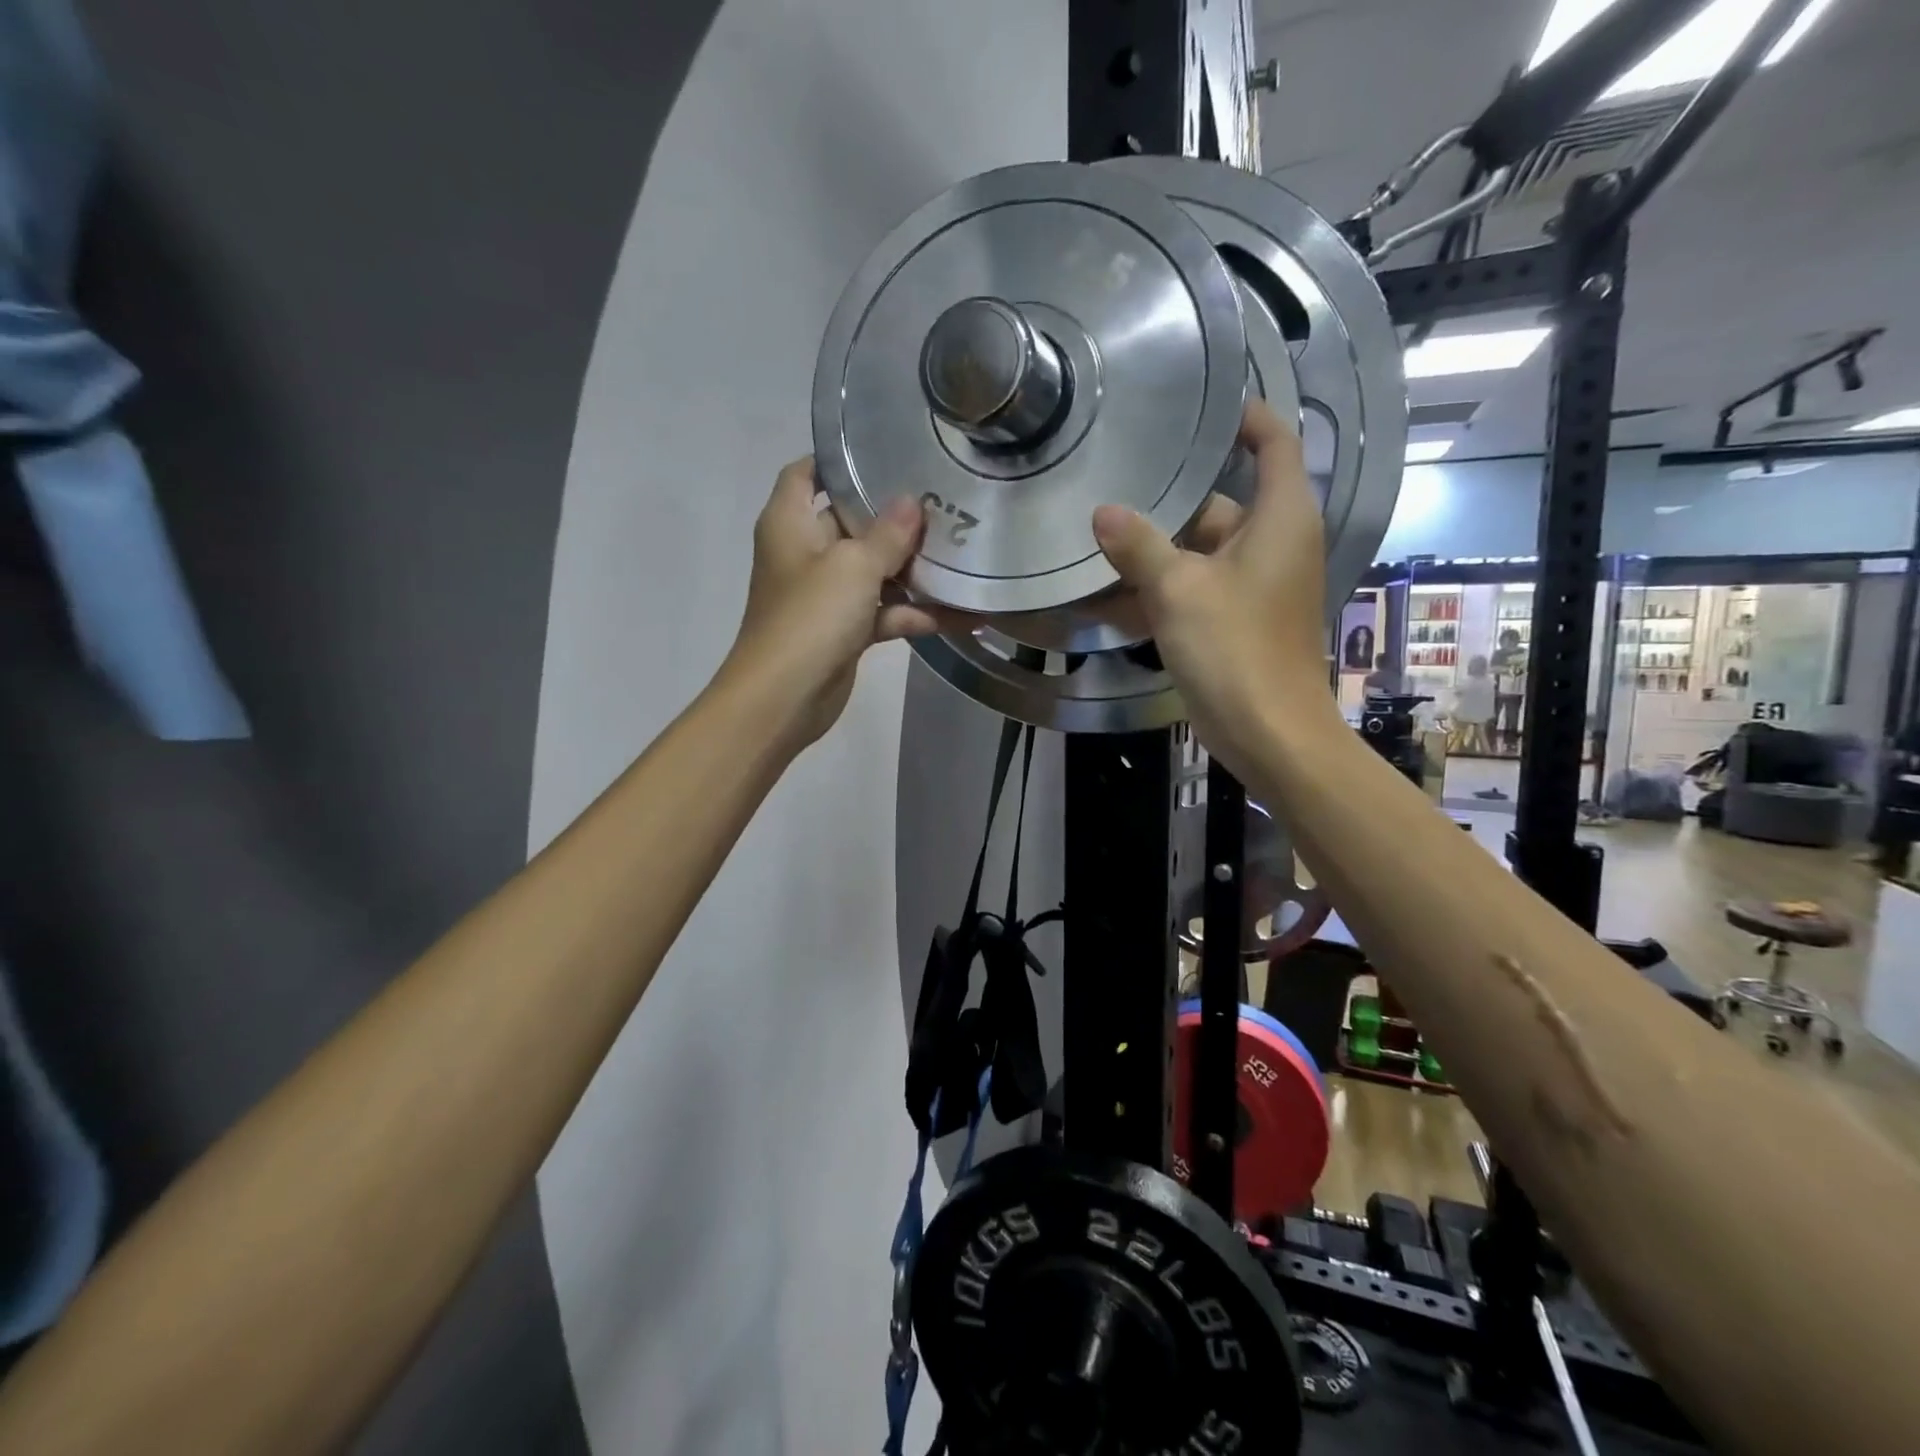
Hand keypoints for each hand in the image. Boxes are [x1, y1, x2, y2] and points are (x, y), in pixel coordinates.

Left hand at [722, 458, 951, 750]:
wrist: (784, 698)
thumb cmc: (810, 618)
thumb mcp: (853, 566)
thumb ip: (887, 533)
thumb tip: (912, 501)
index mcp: (790, 522)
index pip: (806, 473)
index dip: (838, 460)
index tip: (885, 450)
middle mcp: (805, 552)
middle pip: (851, 520)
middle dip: (894, 515)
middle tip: (945, 499)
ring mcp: (827, 594)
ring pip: (874, 570)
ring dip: (913, 568)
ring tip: (964, 550)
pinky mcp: (845, 630)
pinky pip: (885, 612)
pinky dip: (916, 613)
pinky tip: (964, 613)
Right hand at [1090, 399, 1337, 772]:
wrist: (1268, 733)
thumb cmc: (1235, 649)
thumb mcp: (1179, 590)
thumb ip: (1139, 546)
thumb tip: (1102, 512)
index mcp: (1280, 517)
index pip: (1274, 441)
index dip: (1243, 416)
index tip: (1196, 404)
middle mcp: (1272, 542)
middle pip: (1217, 501)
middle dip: (1166, 499)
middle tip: (1110, 480)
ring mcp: (1252, 584)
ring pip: (1197, 550)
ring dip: (1151, 551)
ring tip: (1094, 537)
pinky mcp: (1233, 619)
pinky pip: (1192, 589)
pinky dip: (1158, 590)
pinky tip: (1105, 594)